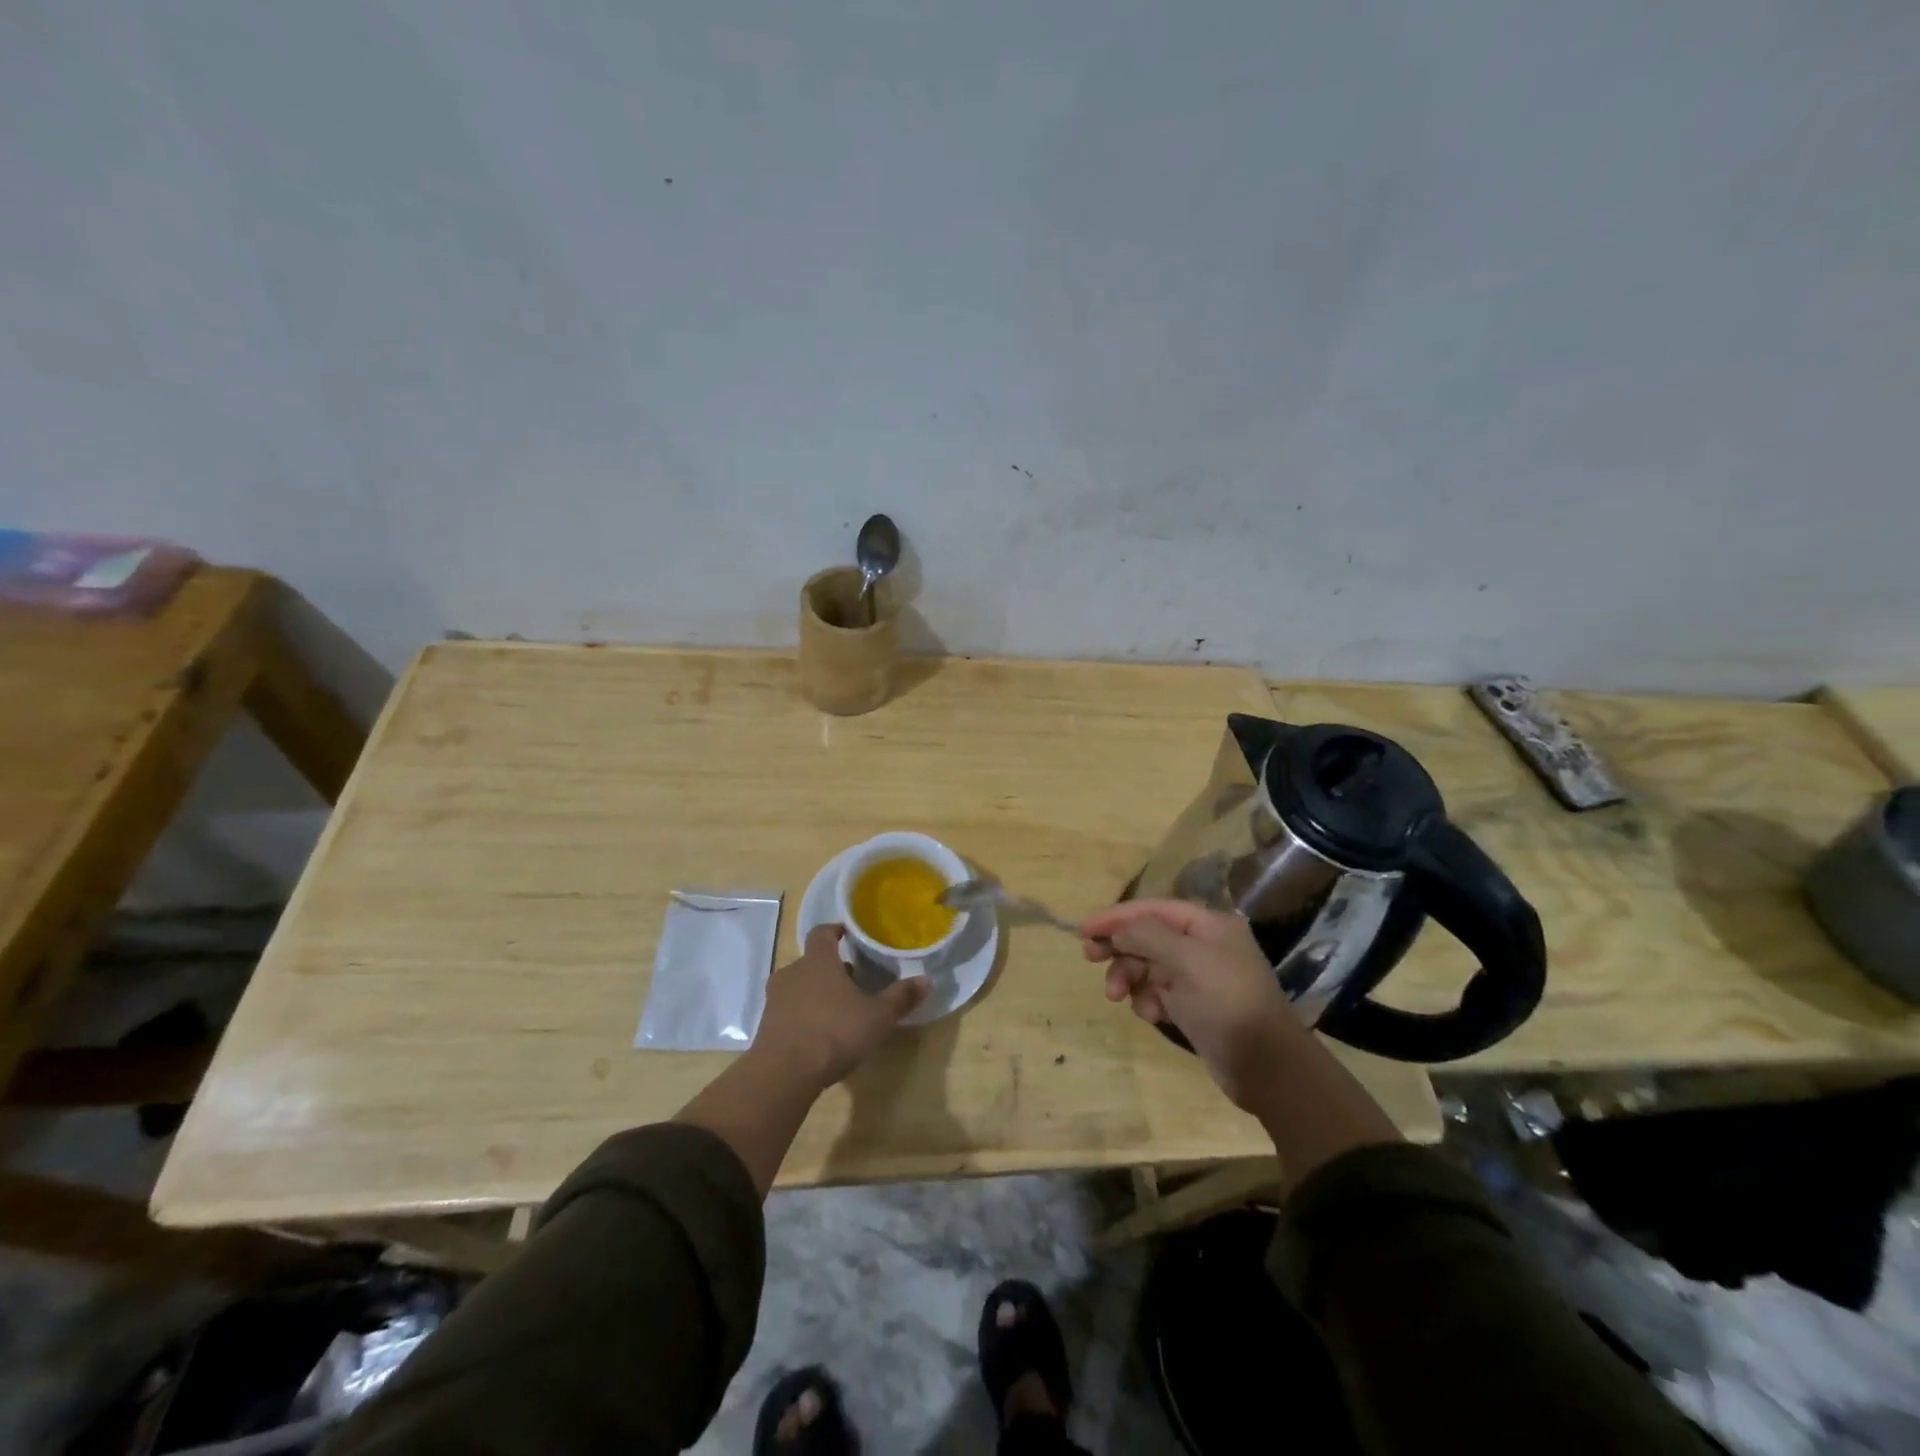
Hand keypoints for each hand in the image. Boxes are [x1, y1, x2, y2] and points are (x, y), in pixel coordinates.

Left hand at [755, 924, 927, 1088]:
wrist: (783, 1073)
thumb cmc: (835, 1032)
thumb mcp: (877, 1017)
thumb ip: (900, 997)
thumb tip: (926, 980)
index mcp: (818, 961)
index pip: (823, 933)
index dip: (835, 931)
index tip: (847, 933)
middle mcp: (793, 972)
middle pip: (811, 962)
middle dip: (830, 968)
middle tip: (852, 980)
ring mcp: (776, 1000)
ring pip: (798, 986)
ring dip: (816, 993)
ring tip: (838, 1009)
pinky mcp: (766, 1026)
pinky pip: (788, 1011)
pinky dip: (803, 1015)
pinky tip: (819, 1035)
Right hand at [1081, 899, 1300, 1109]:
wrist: (1268, 1069)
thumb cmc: (1229, 1004)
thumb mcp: (1188, 962)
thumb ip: (1148, 936)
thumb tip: (1119, 929)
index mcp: (1208, 925)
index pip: (1152, 908)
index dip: (1116, 916)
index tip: (1083, 929)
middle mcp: (1202, 945)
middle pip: (1147, 935)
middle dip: (1119, 947)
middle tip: (1090, 958)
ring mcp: (1198, 977)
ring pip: (1148, 965)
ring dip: (1129, 977)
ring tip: (1117, 997)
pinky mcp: (1193, 1006)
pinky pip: (1157, 992)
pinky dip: (1147, 1000)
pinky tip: (1151, 1015)